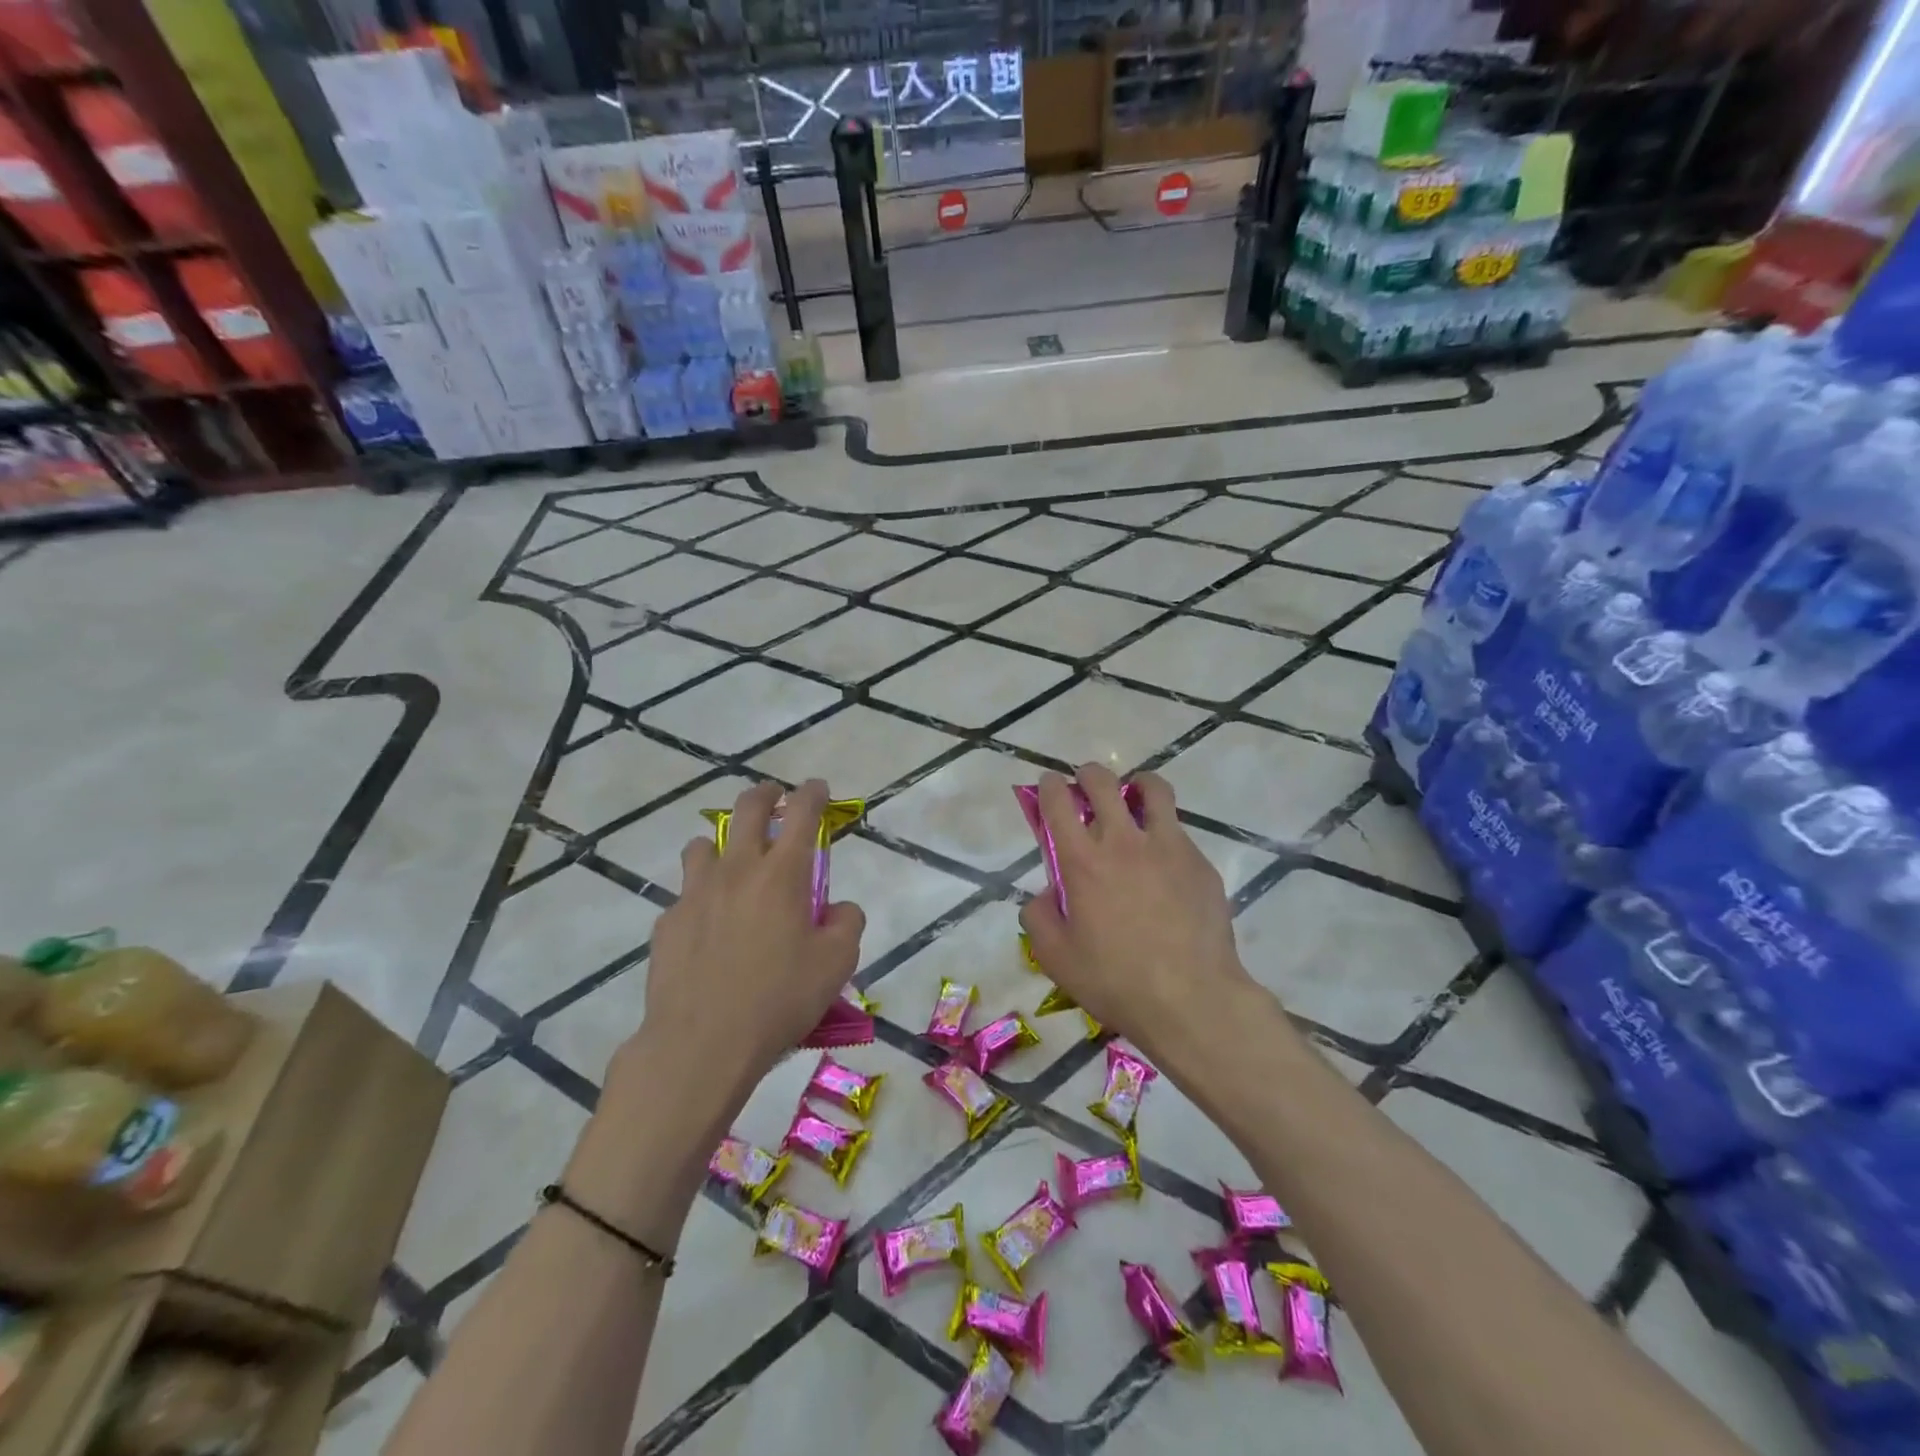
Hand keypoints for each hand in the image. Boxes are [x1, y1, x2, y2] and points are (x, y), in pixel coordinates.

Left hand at [623, 779, 864, 1106]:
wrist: (701, 1044)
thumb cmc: (779, 999)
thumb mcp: (836, 964)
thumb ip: (847, 923)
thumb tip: (838, 908)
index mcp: (783, 875)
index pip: (802, 814)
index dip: (812, 794)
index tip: (817, 788)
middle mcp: (738, 870)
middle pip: (748, 810)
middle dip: (765, 795)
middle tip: (773, 797)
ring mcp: (696, 893)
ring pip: (704, 845)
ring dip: (723, 844)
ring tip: (732, 863)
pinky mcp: (668, 922)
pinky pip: (686, 894)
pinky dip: (701, 897)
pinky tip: (708, 928)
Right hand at [1018, 766, 1255, 1069]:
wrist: (1191, 999)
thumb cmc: (1115, 981)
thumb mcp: (1055, 957)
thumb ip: (1039, 916)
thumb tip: (1048, 893)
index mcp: (1082, 860)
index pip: (1058, 801)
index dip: (1049, 786)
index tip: (1049, 786)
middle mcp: (1123, 841)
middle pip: (1103, 781)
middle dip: (1088, 774)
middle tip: (1087, 788)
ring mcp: (1168, 847)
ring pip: (1153, 790)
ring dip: (1136, 785)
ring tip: (1134, 798)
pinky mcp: (1200, 862)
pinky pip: (1179, 832)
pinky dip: (1164, 833)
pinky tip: (1164, 864)